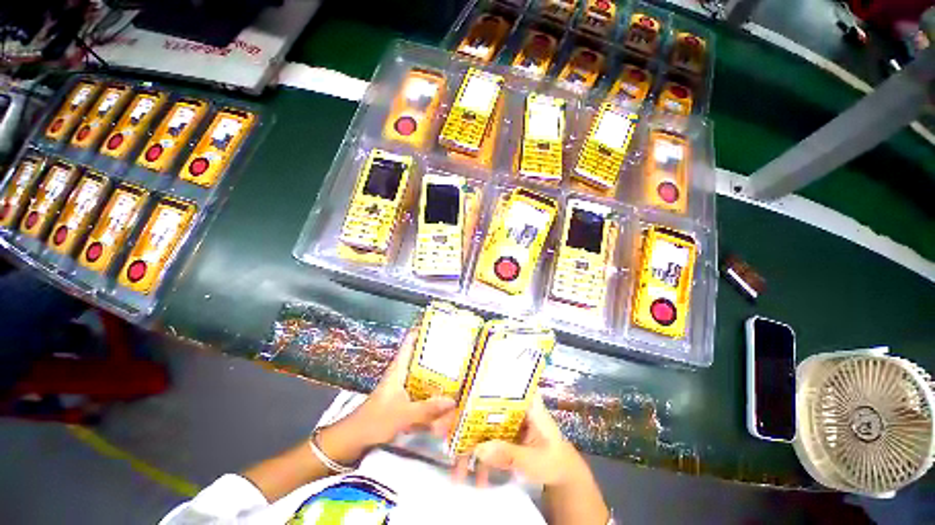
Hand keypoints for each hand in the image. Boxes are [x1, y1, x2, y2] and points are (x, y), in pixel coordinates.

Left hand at [319, 328, 456, 463]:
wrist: (353, 440)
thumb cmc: (375, 421)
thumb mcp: (403, 415)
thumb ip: (427, 409)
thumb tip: (453, 400)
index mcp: (398, 369)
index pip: (409, 342)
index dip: (421, 331)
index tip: (438, 325)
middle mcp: (400, 374)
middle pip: (418, 356)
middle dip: (434, 351)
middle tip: (453, 347)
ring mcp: (400, 386)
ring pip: (420, 373)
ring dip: (434, 371)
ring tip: (453, 367)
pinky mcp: (401, 399)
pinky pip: (419, 389)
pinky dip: (429, 389)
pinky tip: (441, 394)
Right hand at [453, 396, 587, 486]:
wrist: (561, 472)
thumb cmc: (553, 458)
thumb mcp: (535, 459)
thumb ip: (510, 455)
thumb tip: (479, 450)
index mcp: (522, 400)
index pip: (495, 386)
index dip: (473, 389)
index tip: (452, 398)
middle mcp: (510, 405)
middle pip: (480, 404)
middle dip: (459, 417)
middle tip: (438, 430)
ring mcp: (503, 419)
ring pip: (478, 423)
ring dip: (463, 442)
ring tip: (452, 466)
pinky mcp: (499, 434)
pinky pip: (483, 440)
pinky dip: (474, 457)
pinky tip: (468, 476)